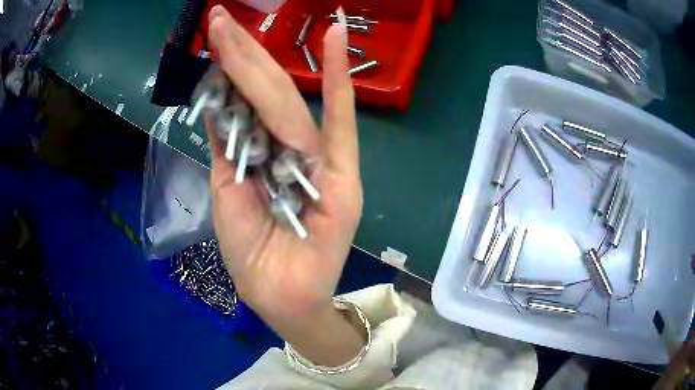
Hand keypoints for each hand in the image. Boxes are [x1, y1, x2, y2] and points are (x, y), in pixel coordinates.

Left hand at [205, 6, 364, 364]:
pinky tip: (339, 37)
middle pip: (264, 91)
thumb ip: (228, 147)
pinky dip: (342, 80)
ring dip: (261, 58)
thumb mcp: (227, 193)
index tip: (213, 36)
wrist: (282, 298)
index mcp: (263, 152)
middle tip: (217, 18)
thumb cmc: (252, 255)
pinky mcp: (343, 176)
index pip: (246, 100)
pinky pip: (342, 122)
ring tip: (234, 24)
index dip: (228, 68)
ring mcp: (321, 158)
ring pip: (287, 100)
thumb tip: (217, 103)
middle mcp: (292, 147)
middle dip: (238, 52)